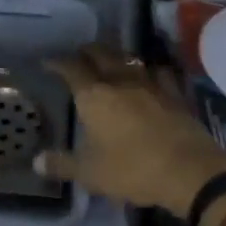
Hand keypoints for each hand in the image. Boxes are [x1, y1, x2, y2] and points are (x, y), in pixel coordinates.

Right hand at [40, 45, 225, 216]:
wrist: (188, 170)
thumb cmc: (131, 170)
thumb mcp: (90, 174)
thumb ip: (63, 164)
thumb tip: (37, 162)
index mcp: (94, 96)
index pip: (71, 69)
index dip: (58, 63)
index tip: (49, 62)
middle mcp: (120, 81)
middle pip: (101, 54)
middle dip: (87, 52)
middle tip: (79, 56)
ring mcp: (151, 84)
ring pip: (130, 59)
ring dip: (117, 57)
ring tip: (111, 61)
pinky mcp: (175, 93)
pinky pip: (159, 72)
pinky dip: (150, 70)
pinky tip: (151, 75)